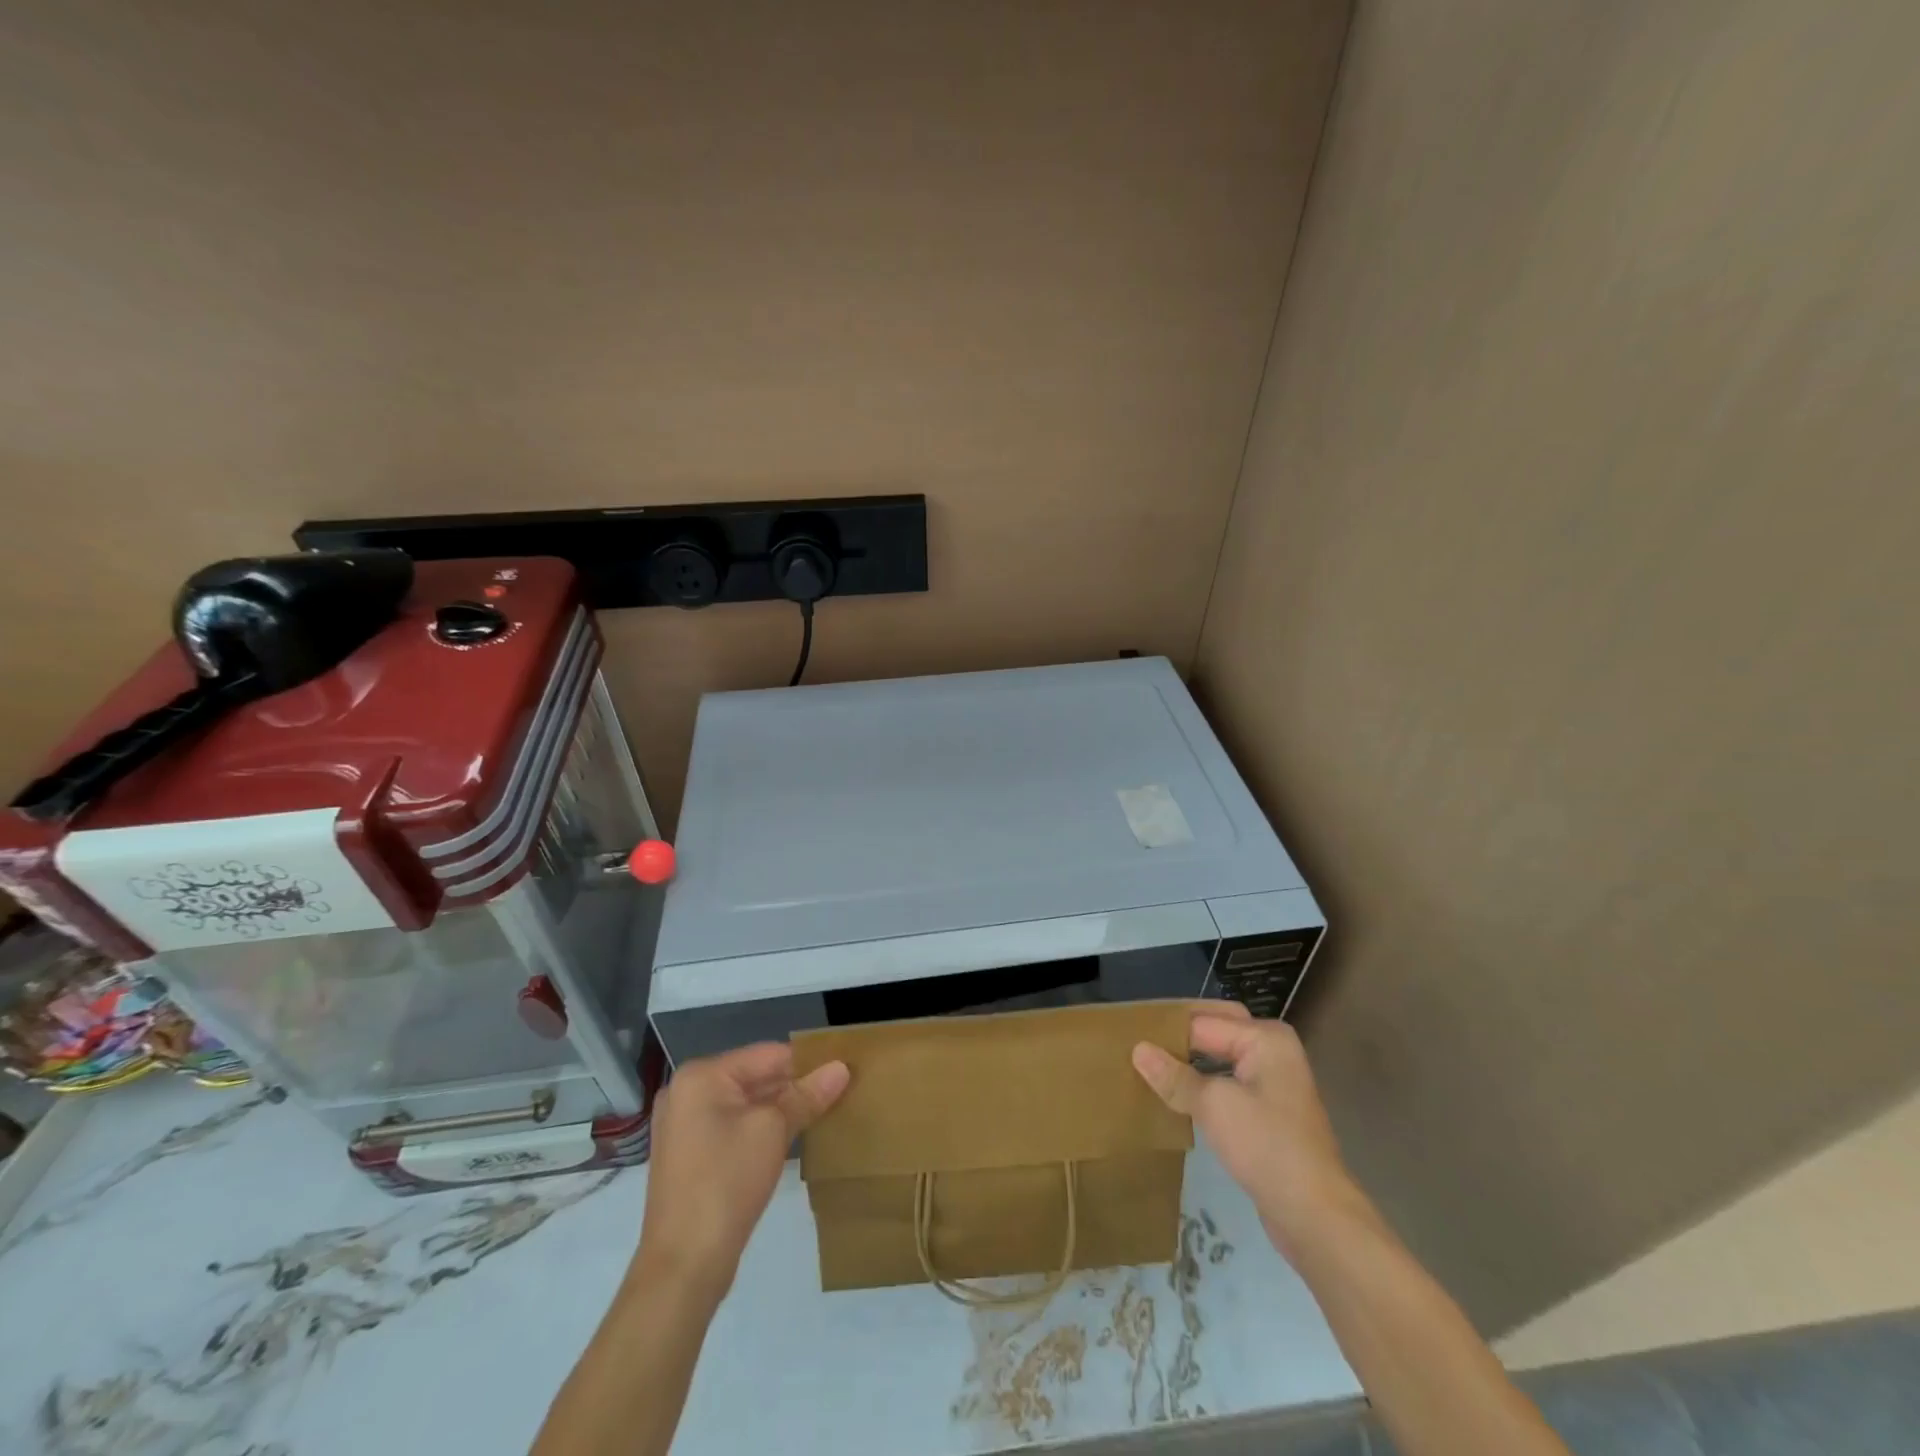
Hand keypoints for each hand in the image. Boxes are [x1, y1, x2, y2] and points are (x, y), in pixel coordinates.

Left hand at [635, 1043, 849, 1296]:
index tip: (844, 1070)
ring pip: (747, 1103)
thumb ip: (807, 1095)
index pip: (768, 1054)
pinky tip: (792, 1138)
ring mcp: (684, 1125)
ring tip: (824, 1112)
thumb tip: (842, 1068)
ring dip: (781, 1108)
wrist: (683, 1265)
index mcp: (701, 1076)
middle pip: (755, 1076)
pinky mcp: (690, 1155)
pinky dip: (762, 1128)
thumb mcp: (773, 1130)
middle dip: (795, 1086)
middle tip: (839, 1092)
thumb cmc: (727, 1181)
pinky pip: (734, 1126)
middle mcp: (687, 1092)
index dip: (808, 1062)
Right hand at [1132, 1005, 1357, 1260]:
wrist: (1315, 1216)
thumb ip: (1174, 1076)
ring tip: (1148, 1066)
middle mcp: (1272, 1050)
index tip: (1127, 1034)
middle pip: (1215, 1030)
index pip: (1202, 1021)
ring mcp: (1272, 1082)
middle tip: (1137, 1042)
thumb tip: (1137, 1049)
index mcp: (1265, 1037)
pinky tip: (1175, 1094)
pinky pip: (1227, 1083)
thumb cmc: (1266, 1147)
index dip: (1166, 1029)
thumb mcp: (1214, 1106)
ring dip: (1189, 1061)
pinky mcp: (1268, 1111)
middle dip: (1179, 1036)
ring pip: (1220, 1057)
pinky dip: (1202, 1083)